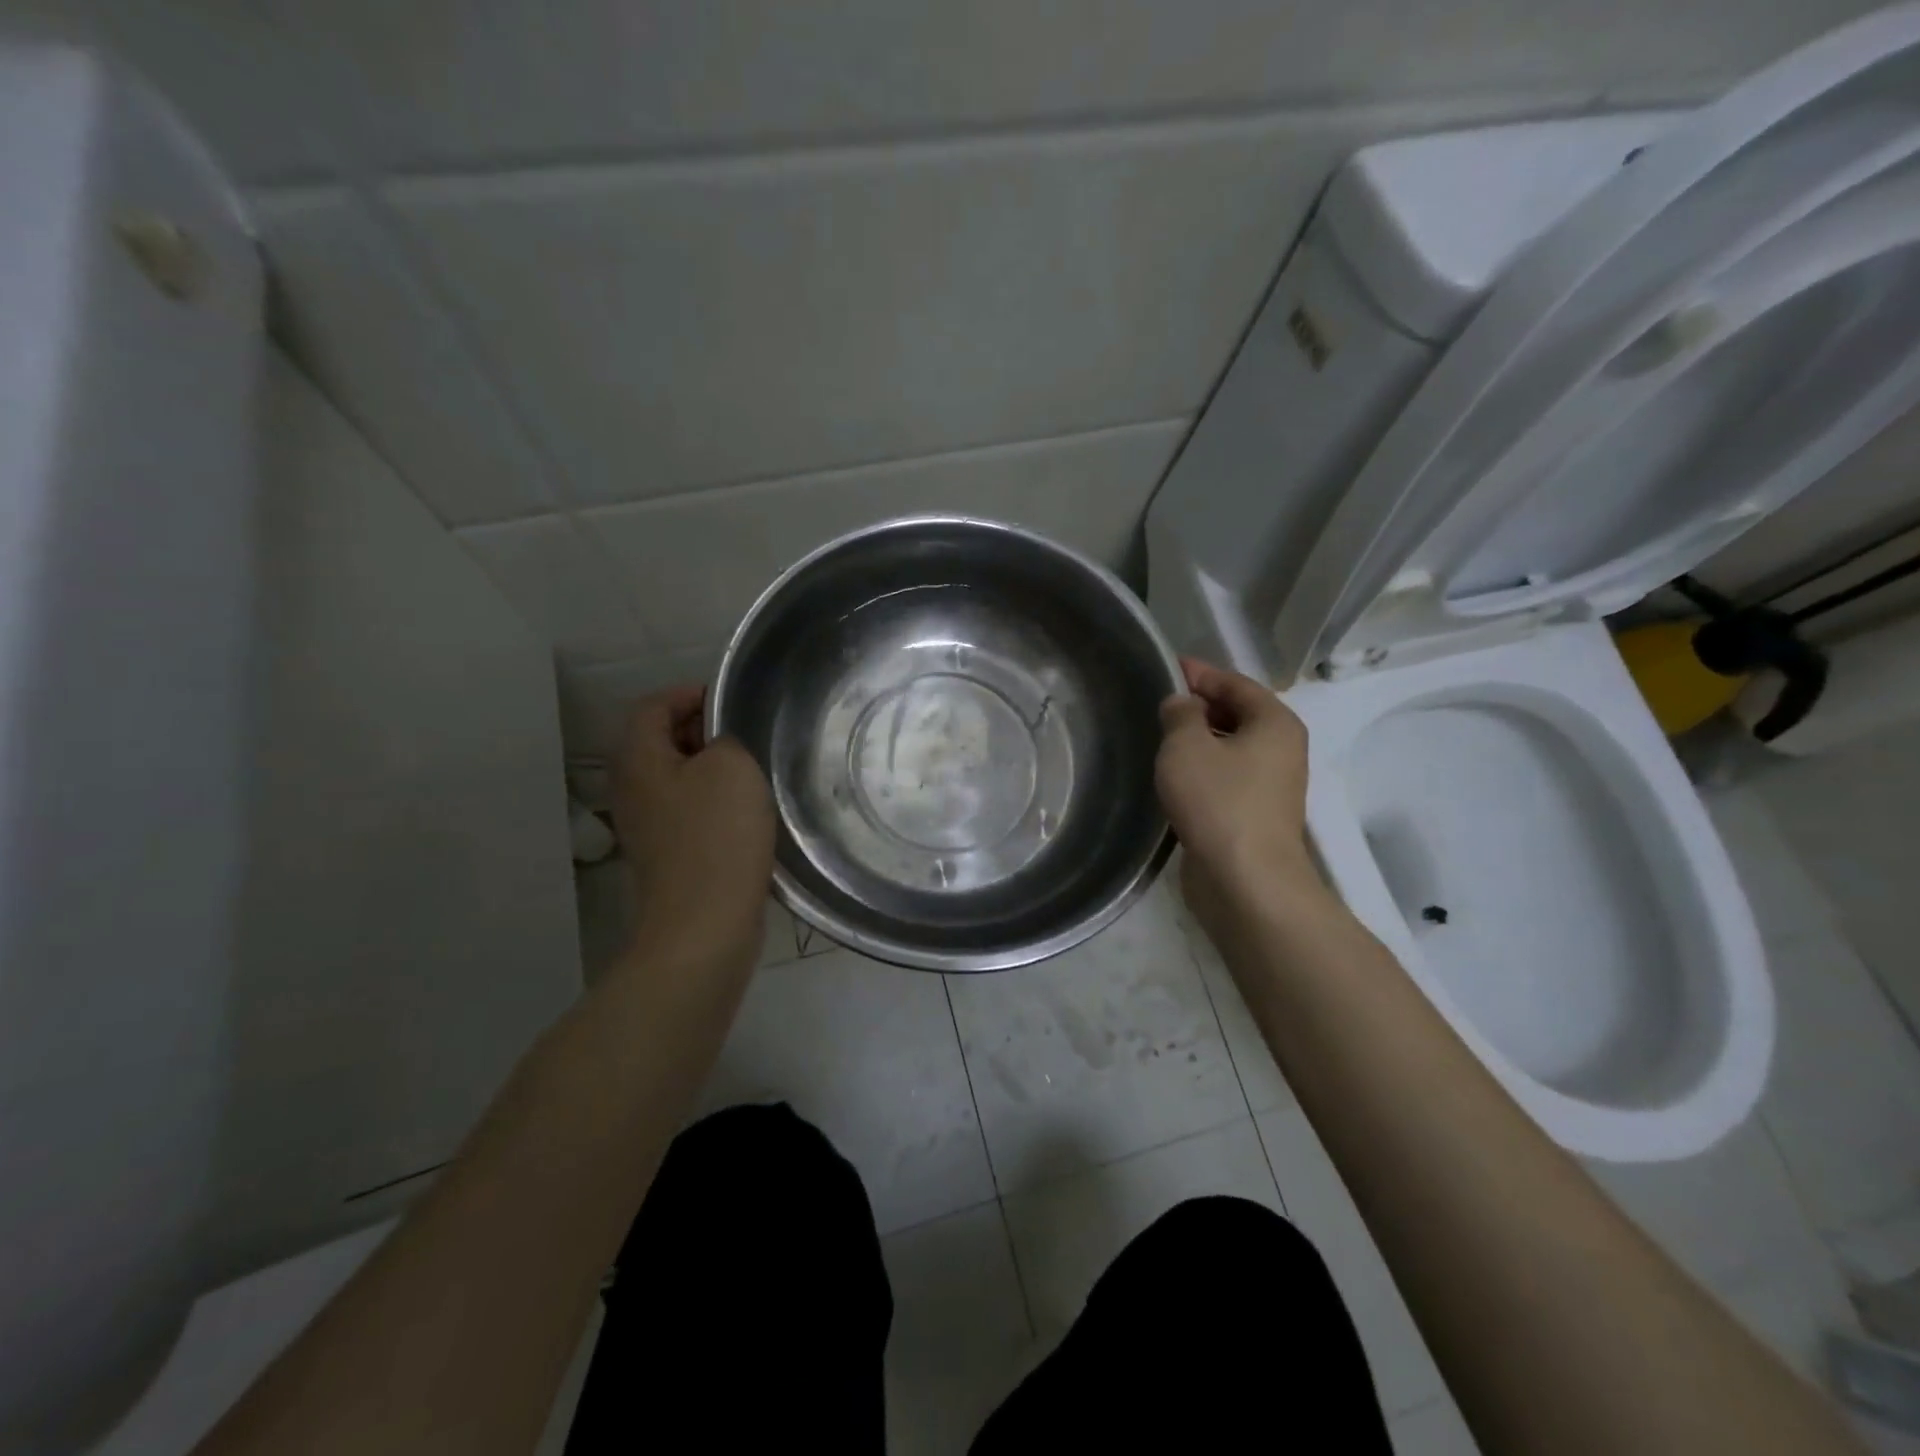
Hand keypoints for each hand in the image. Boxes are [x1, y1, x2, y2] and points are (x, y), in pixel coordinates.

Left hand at [610, 685, 775, 975]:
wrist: (705, 923)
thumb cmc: (717, 835)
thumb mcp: (732, 766)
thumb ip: (726, 739)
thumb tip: (719, 747)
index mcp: (638, 759)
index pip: (652, 705)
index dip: (688, 694)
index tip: (730, 702)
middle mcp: (632, 789)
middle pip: (660, 740)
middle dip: (701, 730)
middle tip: (745, 735)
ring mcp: (647, 825)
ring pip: (676, 777)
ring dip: (711, 768)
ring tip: (752, 771)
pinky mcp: (667, 854)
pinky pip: (687, 809)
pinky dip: (712, 800)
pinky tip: (746, 812)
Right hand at [1155, 658, 1317, 922]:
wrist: (1245, 880)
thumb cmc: (1218, 801)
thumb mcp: (1186, 745)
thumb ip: (1180, 714)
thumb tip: (1181, 704)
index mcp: (1275, 722)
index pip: (1236, 683)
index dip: (1200, 673)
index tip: (1168, 666)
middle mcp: (1281, 749)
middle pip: (1237, 714)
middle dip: (1199, 706)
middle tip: (1158, 704)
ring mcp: (1270, 785)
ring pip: (1230, 749)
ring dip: (1198, 741)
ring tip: (1159, 738)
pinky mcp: (1254, 815)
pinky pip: (1225, 778)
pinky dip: (1202, 770)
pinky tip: (1173, 777)